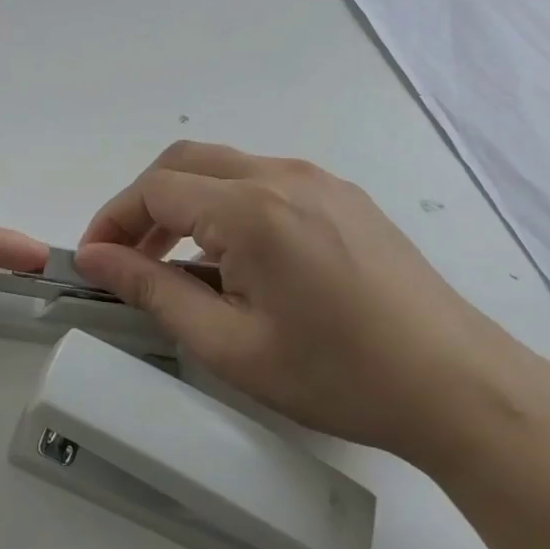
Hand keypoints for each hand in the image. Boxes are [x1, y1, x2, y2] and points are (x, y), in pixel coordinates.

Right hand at [74, 142, 545, 470]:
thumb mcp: (231, 345)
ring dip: (185, 203)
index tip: (92, 261)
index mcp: (252, 209)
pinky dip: (226, 205)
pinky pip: (263, 181)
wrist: (457, 385)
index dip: (113, 221)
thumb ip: (154, 292)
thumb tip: (96, 259)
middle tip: (127, 259)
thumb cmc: (337, 375)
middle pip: (184, 162)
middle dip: (143, 204)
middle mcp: (282, 174)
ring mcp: (318, 179)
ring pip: (224, 167)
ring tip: (176, 264)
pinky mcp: (342, 195)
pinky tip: (235, 258)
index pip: (155, 189)